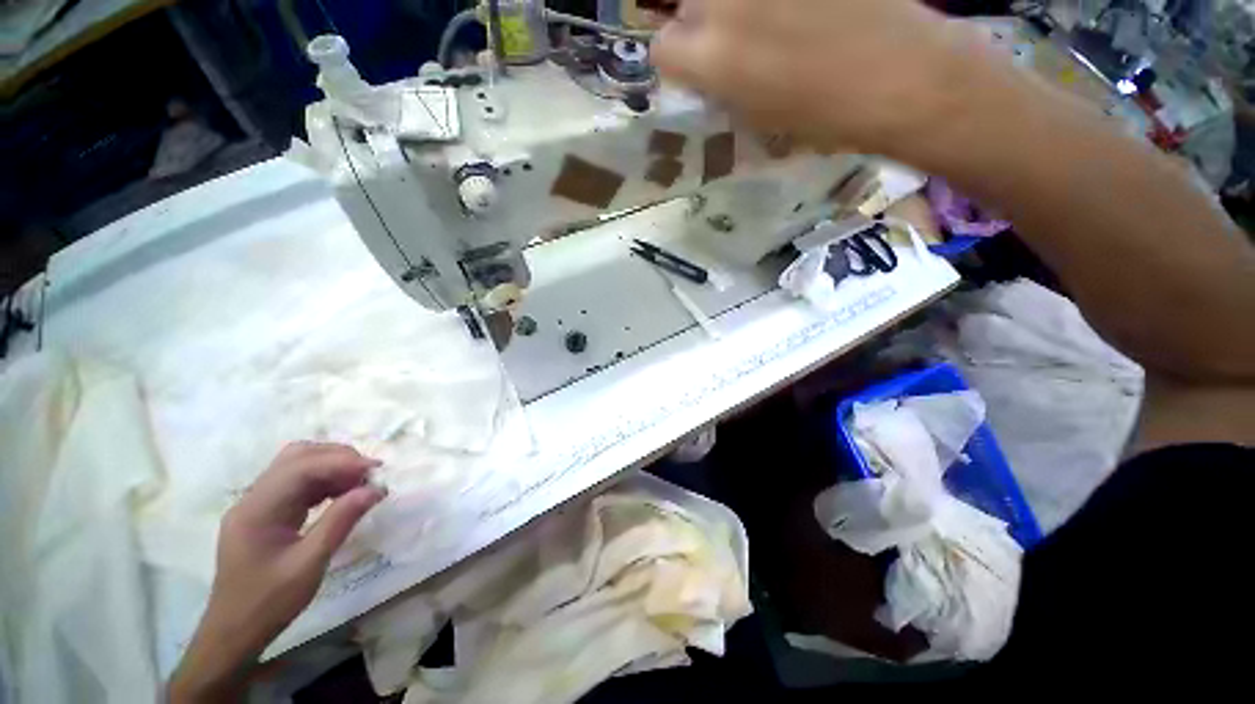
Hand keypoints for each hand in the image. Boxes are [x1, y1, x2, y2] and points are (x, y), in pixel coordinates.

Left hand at [168, 442, 385, 701]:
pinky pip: (299, 484)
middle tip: (370, 474)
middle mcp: (254, 498)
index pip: (301, 467)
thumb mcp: (309, 564)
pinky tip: (344, 494)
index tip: (377, 471)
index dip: (342, 462)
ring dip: (333, 468)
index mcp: (258, 509)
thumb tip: (376, 489)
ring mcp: (258, 504)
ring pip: (299, 466)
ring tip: (362, 483)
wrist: (234, 632)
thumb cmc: (269, 602)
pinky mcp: (267, 513)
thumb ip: (341, 521)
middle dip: (338, 458)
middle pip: (297, 457)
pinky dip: (325, 482)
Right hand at [650, 0, 976, 157]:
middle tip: (735, 41)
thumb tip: (707, 71)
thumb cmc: (825, 117)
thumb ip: (722, 88)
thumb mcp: (756, 118)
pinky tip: (801, 16)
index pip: (662, 49)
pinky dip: (773, 5)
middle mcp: (727, 3)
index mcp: (713, 58)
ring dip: (738, 8)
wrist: (903, 75)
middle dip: (703, 24)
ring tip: (774, 23)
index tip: (695, 70)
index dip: (679, 62)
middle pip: (689, 4)